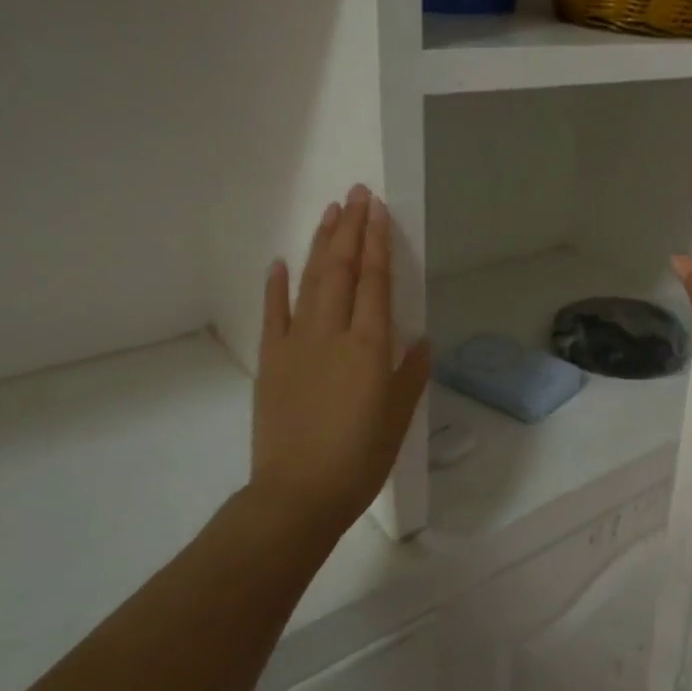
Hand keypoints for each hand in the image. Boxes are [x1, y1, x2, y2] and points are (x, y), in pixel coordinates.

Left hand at [252, 185, 430, 534]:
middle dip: (350, 229)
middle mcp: (332, 334)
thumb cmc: (360, 458)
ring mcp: (296, 344)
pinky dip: (277, 286)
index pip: (375, 281)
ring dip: (320, 245)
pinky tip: (281, 262)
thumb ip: (410, 372)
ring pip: (309, 282)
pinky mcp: (271, 362)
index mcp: (369, 347)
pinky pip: (273, 314)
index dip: (377, 242)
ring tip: (330, 213)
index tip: (378, 210)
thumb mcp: (399, 416)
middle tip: (356, 194)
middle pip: (341, 270)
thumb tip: (419, 338)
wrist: (296, 495)